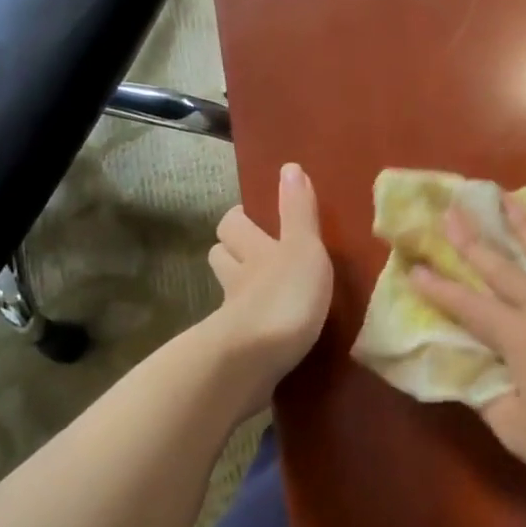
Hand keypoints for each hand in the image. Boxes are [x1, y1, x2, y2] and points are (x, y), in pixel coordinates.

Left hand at [207, 164, 332, 414]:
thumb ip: (299, 212)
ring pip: (230, 293)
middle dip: (233, 251)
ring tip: (265, 290)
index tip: (256, 217)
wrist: (255, 360)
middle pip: (221, 256)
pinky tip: (269, 332)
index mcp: (254, 251)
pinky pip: (242, 329)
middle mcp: (238, 279)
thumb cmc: (286, 297)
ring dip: (242, 288)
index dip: (241, 218)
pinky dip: (251, 326)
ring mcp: (234, 316)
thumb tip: (289, 166)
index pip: (233, 224)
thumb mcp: (303, 248)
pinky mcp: (239, 350)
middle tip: (257, 254)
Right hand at [410, 195, 525, 503]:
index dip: (440, 289)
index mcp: (522, 341)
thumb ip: (488, 397)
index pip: (470, 309)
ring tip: (509, 199)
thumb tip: (473, 372)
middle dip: (474, 241)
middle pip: (505, 270)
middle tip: (452, 212)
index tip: (415, 268)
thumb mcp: (516, 431)